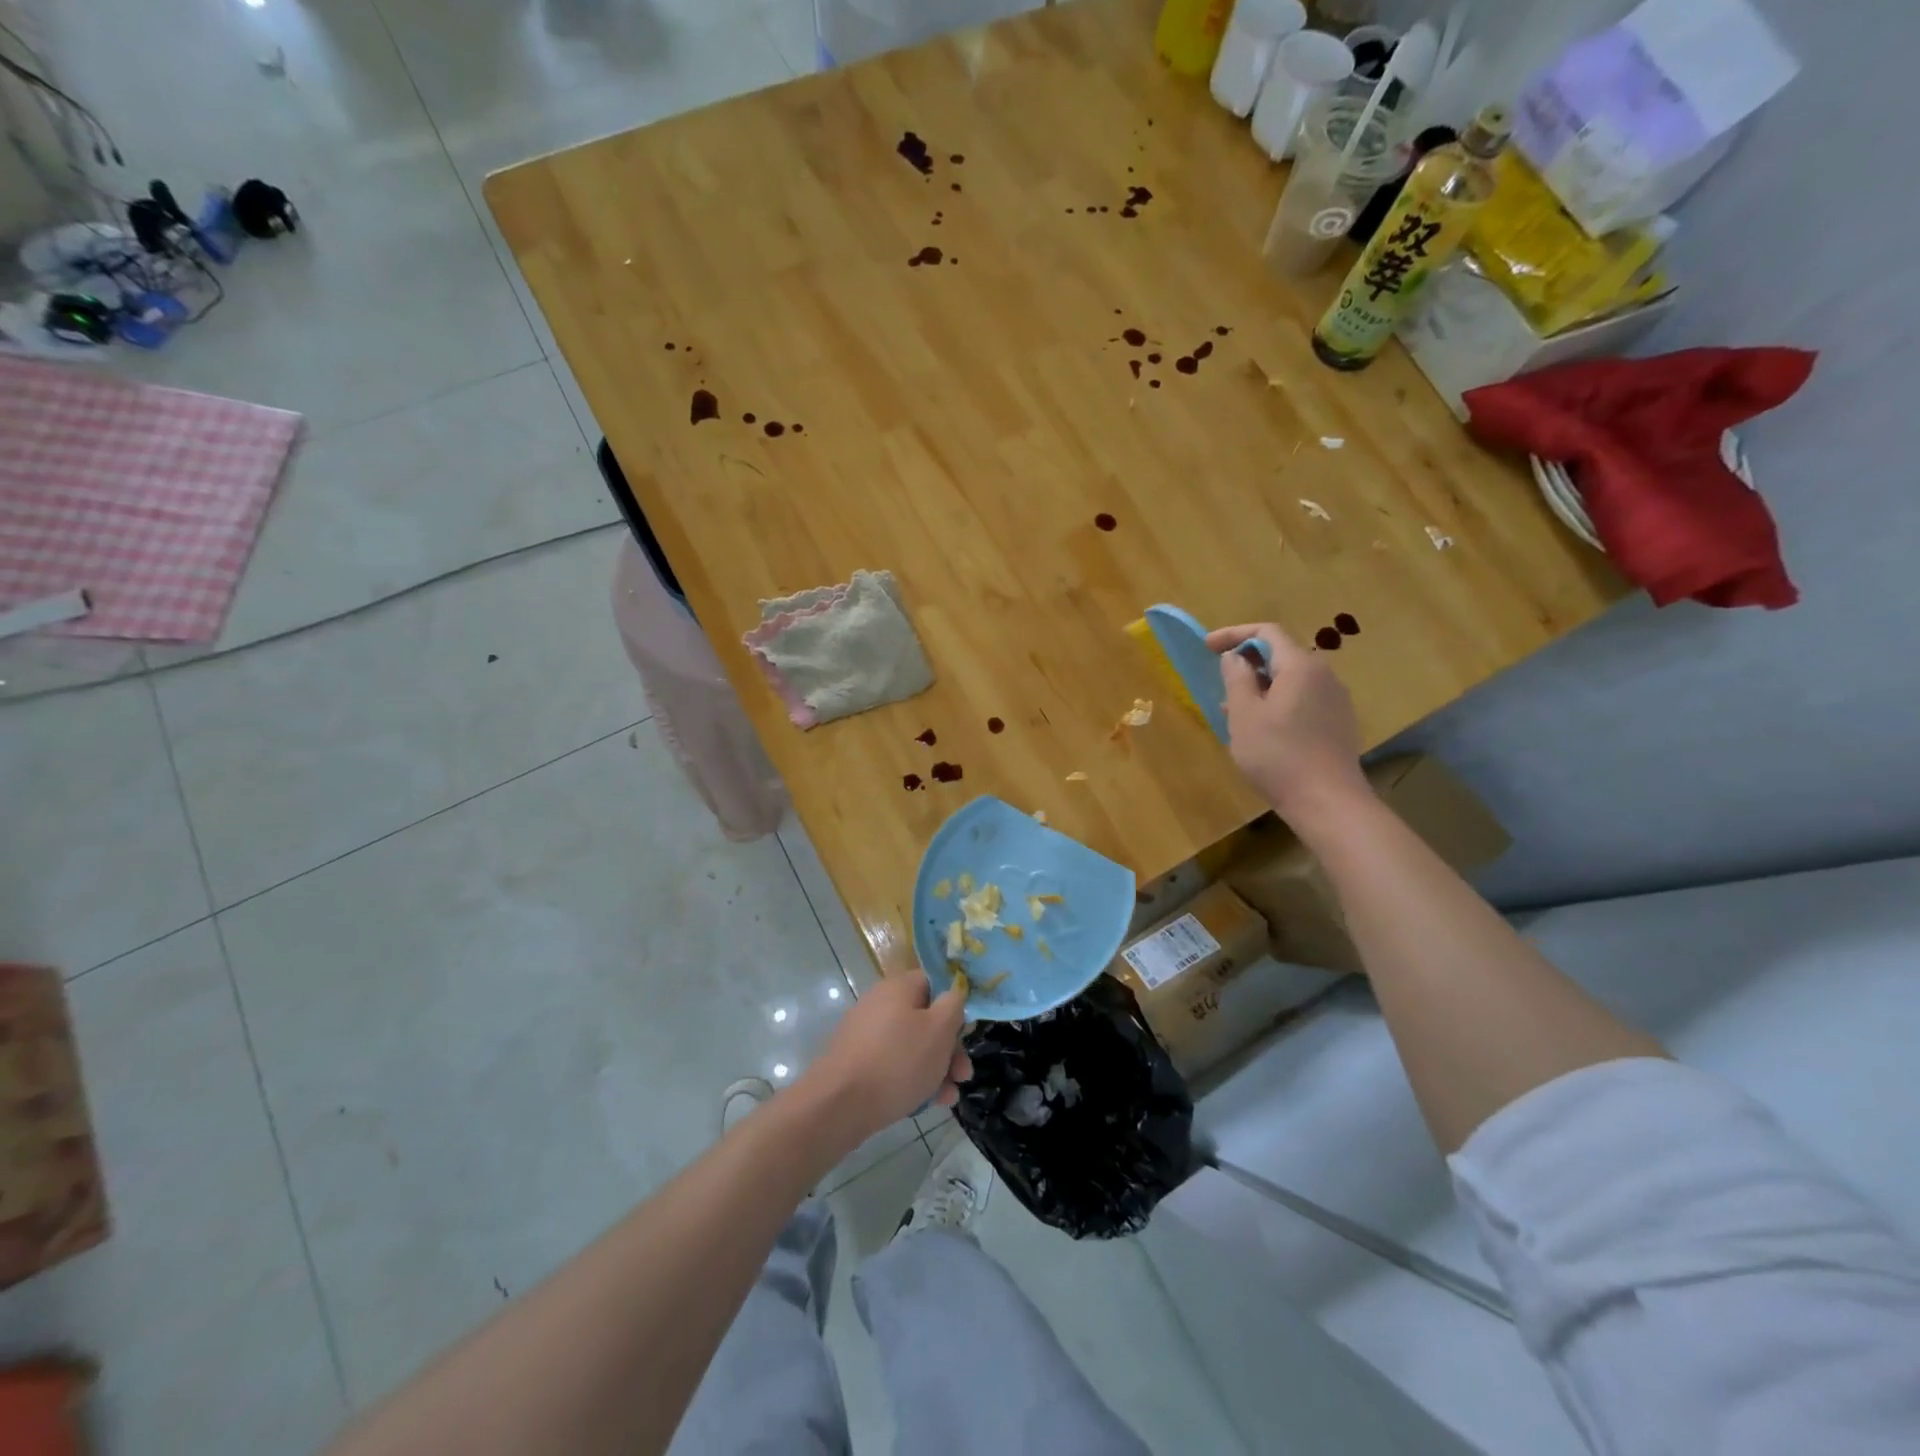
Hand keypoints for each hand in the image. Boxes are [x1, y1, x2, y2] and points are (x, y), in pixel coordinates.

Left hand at [801, 971, 970, 1145]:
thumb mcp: (939, 1030)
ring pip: (912, 1046)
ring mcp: (866, 1034)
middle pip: (925, 1018)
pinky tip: (927, 1104)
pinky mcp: (857, 1062)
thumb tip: (953, 994)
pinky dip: (912, 1079)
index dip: (954, 1005)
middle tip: (963, 1075)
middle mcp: (880, 1003)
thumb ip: (954, 1005)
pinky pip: (893, 1064)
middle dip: (949, 1048)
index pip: (933, 982)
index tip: (966, 1031)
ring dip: (935, 1069)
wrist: (839, 1104)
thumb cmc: (897, 1061)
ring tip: (949, 1097)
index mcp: (898, 987)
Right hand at [1206, 623, 1369, 828]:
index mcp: (1301, 667)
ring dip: (1259, 686)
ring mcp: (1335, 700)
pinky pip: (1302, 699)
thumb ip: (1237, 679)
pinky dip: (1277, 703)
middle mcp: (1324, 675)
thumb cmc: (1278, 755)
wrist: (1328, 802)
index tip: (1207, 647)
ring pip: (1290, 680)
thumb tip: (1235, 657)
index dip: (1234, 634)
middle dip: (1247, 663)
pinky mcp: (1338, 722)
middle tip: (1219, 682)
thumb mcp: (1244, 715)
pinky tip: (1261, 730)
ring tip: (1233, 711)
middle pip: (1281, 654)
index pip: (1267, 632)